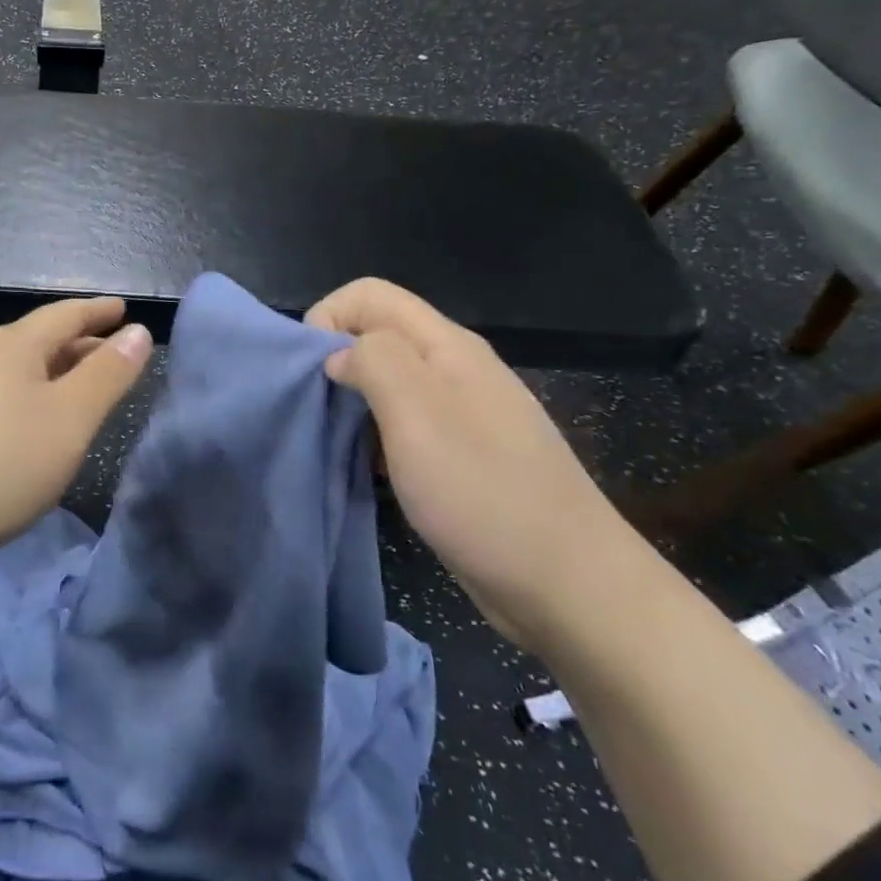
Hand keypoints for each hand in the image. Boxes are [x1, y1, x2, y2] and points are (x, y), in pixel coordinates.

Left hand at [0, 297, 152, 566]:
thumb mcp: (69, 419)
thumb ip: (107, 375)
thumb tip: (138, 331)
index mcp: (14, 345)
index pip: (65, 314)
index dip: (98, 311)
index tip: (124, 310)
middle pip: (41, 341)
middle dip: (81, 345)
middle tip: (116, 357)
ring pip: (20, 374)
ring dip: (56, 377)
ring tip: (84, 395)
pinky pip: (2, 401)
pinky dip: (32, 404)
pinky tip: (38, 432)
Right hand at [307, 278, 634, 648]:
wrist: (569, 586)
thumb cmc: (485, 494)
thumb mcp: (418, 415)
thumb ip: (373, 362)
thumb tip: (338, 355)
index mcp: (447, 347)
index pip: (369, 294)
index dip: (328, 318)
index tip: (311, 372)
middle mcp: (454, 369)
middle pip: (376, 335)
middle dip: (335, 362)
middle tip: (320, 413)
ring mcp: (461, 413)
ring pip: (386, 381)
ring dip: (352, 403)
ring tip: (341, 444)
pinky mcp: (460, 454)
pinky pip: (402, 424)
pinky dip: (374, 437)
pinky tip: (372, 471)